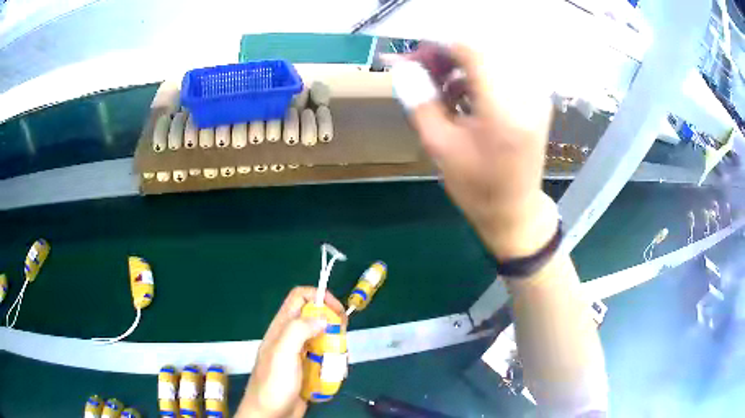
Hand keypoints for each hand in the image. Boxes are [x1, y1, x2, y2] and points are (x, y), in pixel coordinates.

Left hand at [237, 287, 346, 417]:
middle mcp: (290, 337)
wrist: (270, 414)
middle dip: (332, 323)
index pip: (300, 296)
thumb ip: (299, 330)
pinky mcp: (307, 370)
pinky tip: (336, 371)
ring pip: (322, 338)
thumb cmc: (274, 383)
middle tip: (342, 336)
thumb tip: (323, 318)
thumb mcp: (282, 353)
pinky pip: (324, 358)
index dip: (320, 296)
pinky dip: (333, 361)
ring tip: (340, 357)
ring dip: (335, 344)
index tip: (337, 312)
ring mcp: (299, 354)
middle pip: (314, 317)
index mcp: (281, 327)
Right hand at [390, 43, 558, 258]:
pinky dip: (478, 77)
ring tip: (441, 91)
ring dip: (462, 68)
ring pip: (491, 61)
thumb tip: (402, 67)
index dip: (439, 47)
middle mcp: (526, 96)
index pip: (472, 52)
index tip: (415, 58)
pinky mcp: (536, 101)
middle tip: (423, 74)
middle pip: (482, 52)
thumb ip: (420, 101)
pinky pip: (503, 73)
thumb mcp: (439, 147)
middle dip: (447, 57)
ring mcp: (535, 97)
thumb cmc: (477, 187)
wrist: (515, 211)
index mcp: (503, 110)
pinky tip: (462, 97)